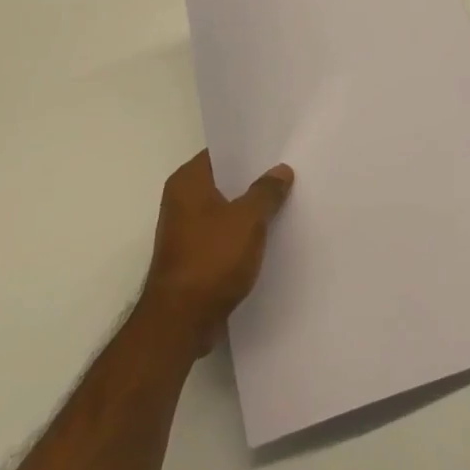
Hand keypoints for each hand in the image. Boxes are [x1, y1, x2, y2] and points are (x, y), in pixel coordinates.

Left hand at [139, 151, 293, 353]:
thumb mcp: (248, 220)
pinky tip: (270, 235)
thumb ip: (266, 191)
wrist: (181, 321)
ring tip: (285, 201)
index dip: (249, 150)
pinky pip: (224, 235)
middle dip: (254, 180)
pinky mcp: (194, 256)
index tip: (278, 148)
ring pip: (226, 209)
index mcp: (187, 182)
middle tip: (288, 172)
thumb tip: (281, 170)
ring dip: (250, 209)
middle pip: (224, 181)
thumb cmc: (211, 259)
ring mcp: (186, 230)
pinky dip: (243, 234)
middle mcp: (181, 201)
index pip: (221, 153)